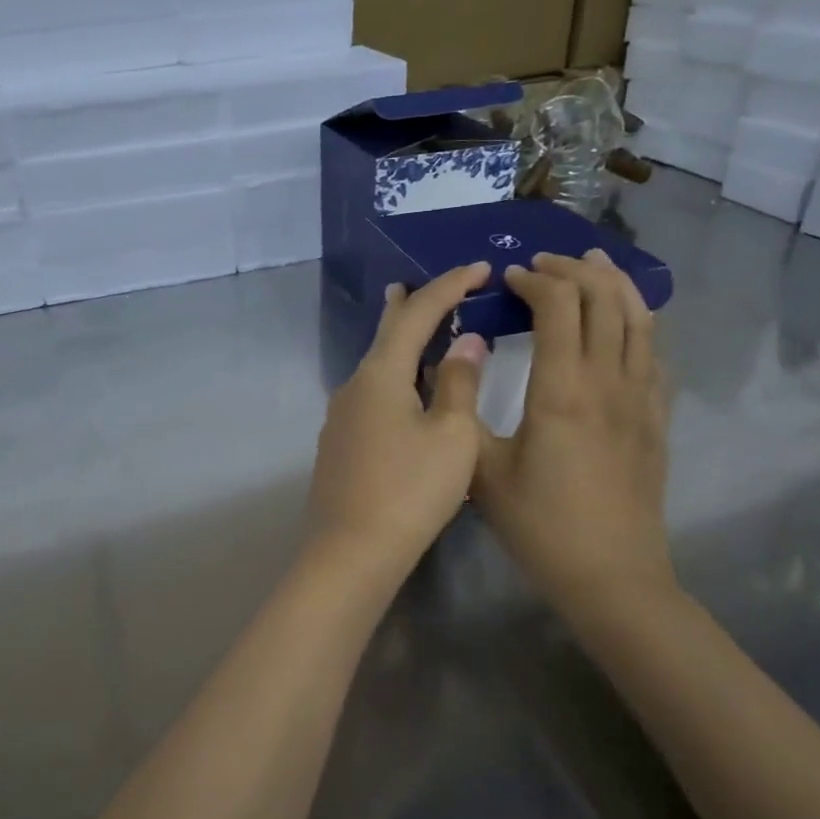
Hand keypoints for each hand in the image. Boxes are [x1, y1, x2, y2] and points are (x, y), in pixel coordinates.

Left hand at [305, 263, 490, 577]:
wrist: (351, 550)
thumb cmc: (410, 490)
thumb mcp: (451, 436)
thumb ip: (458, 383)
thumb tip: (464, 342)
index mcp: (381, 374)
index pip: (417, 314)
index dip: (449, 286)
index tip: (478, 268)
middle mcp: (354, 385)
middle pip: (385, 333)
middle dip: (409, 305)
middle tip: (422, 284)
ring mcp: (342, 415)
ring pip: (377, 365)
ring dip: (399, 342)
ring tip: (414, 326)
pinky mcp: (341, 442)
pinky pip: (372, 392)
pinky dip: (394, 375)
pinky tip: (403, 388)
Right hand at [473, 250, 673, 624]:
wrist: (612, 576)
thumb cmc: (539, 525)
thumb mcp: (481, 471)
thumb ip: (462, 412)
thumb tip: (453, 364)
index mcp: (561, 391)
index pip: (559, 307)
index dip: (535, 280)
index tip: (509, 278)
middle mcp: (608, 383)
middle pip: (604, 300)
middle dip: (574, 269)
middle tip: (543, 263)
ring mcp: (640, 399)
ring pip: (639, 318)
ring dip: (615, 283)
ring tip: (593, 263)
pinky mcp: (657, 418)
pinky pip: (655, 352)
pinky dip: (639, 321)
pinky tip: (626, 320)